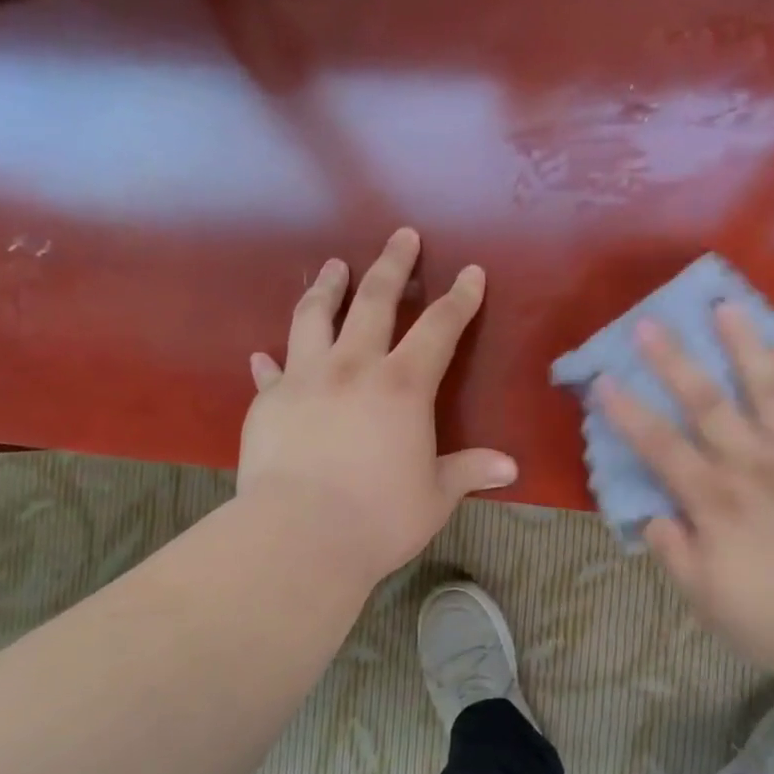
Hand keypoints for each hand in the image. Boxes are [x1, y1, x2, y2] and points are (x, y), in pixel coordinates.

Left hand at [237, 228, 517, 587]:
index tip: (471, 272)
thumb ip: (468, 471)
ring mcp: (305, 379)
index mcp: (403, 386)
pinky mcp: (268, 402)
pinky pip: (270, 372)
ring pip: (314, 317)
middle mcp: (353, 367)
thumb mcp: (435, 496)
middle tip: (401, 236)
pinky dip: (270, 361)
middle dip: (393, 266)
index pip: (439, 328)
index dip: (460, 299)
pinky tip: (264, 356)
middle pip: (374, 301)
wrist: (299, 536)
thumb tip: (510, 469)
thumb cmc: (379, 516)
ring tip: (333, 266)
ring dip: (327, 287)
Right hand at [597, 305, 773, 685]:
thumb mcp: (710, 604)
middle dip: (675, 362)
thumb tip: (652, 515)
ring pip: (769, 393)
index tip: (604, 380)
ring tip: (726, 307)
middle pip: (708, 405)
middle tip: (650, 324)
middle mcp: (756, 468)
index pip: (662, 448)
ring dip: (744, 348)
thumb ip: (676, 555)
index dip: (629, 413)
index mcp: (717, 503)